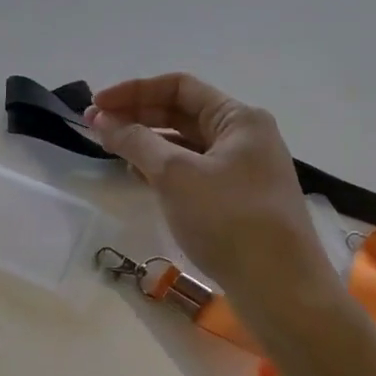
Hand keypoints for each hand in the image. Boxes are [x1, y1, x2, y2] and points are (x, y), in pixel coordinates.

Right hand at [86, 74, 337, 302]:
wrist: (281, 289)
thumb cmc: (229, 219)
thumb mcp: (175, 175)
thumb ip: (135, 141)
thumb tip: (101, 120)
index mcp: (239, 119)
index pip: (178, 87)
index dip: (133, 91)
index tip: (97, 105)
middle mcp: (244, 136)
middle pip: (181, 112)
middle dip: (136, 116)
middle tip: (95, 127)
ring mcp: (243, 169)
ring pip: (185, 143)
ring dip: (146, 142)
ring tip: (111, 150)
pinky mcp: (236, 199)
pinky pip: (192, 170)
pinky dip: (162, 167)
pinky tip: (138, 177)